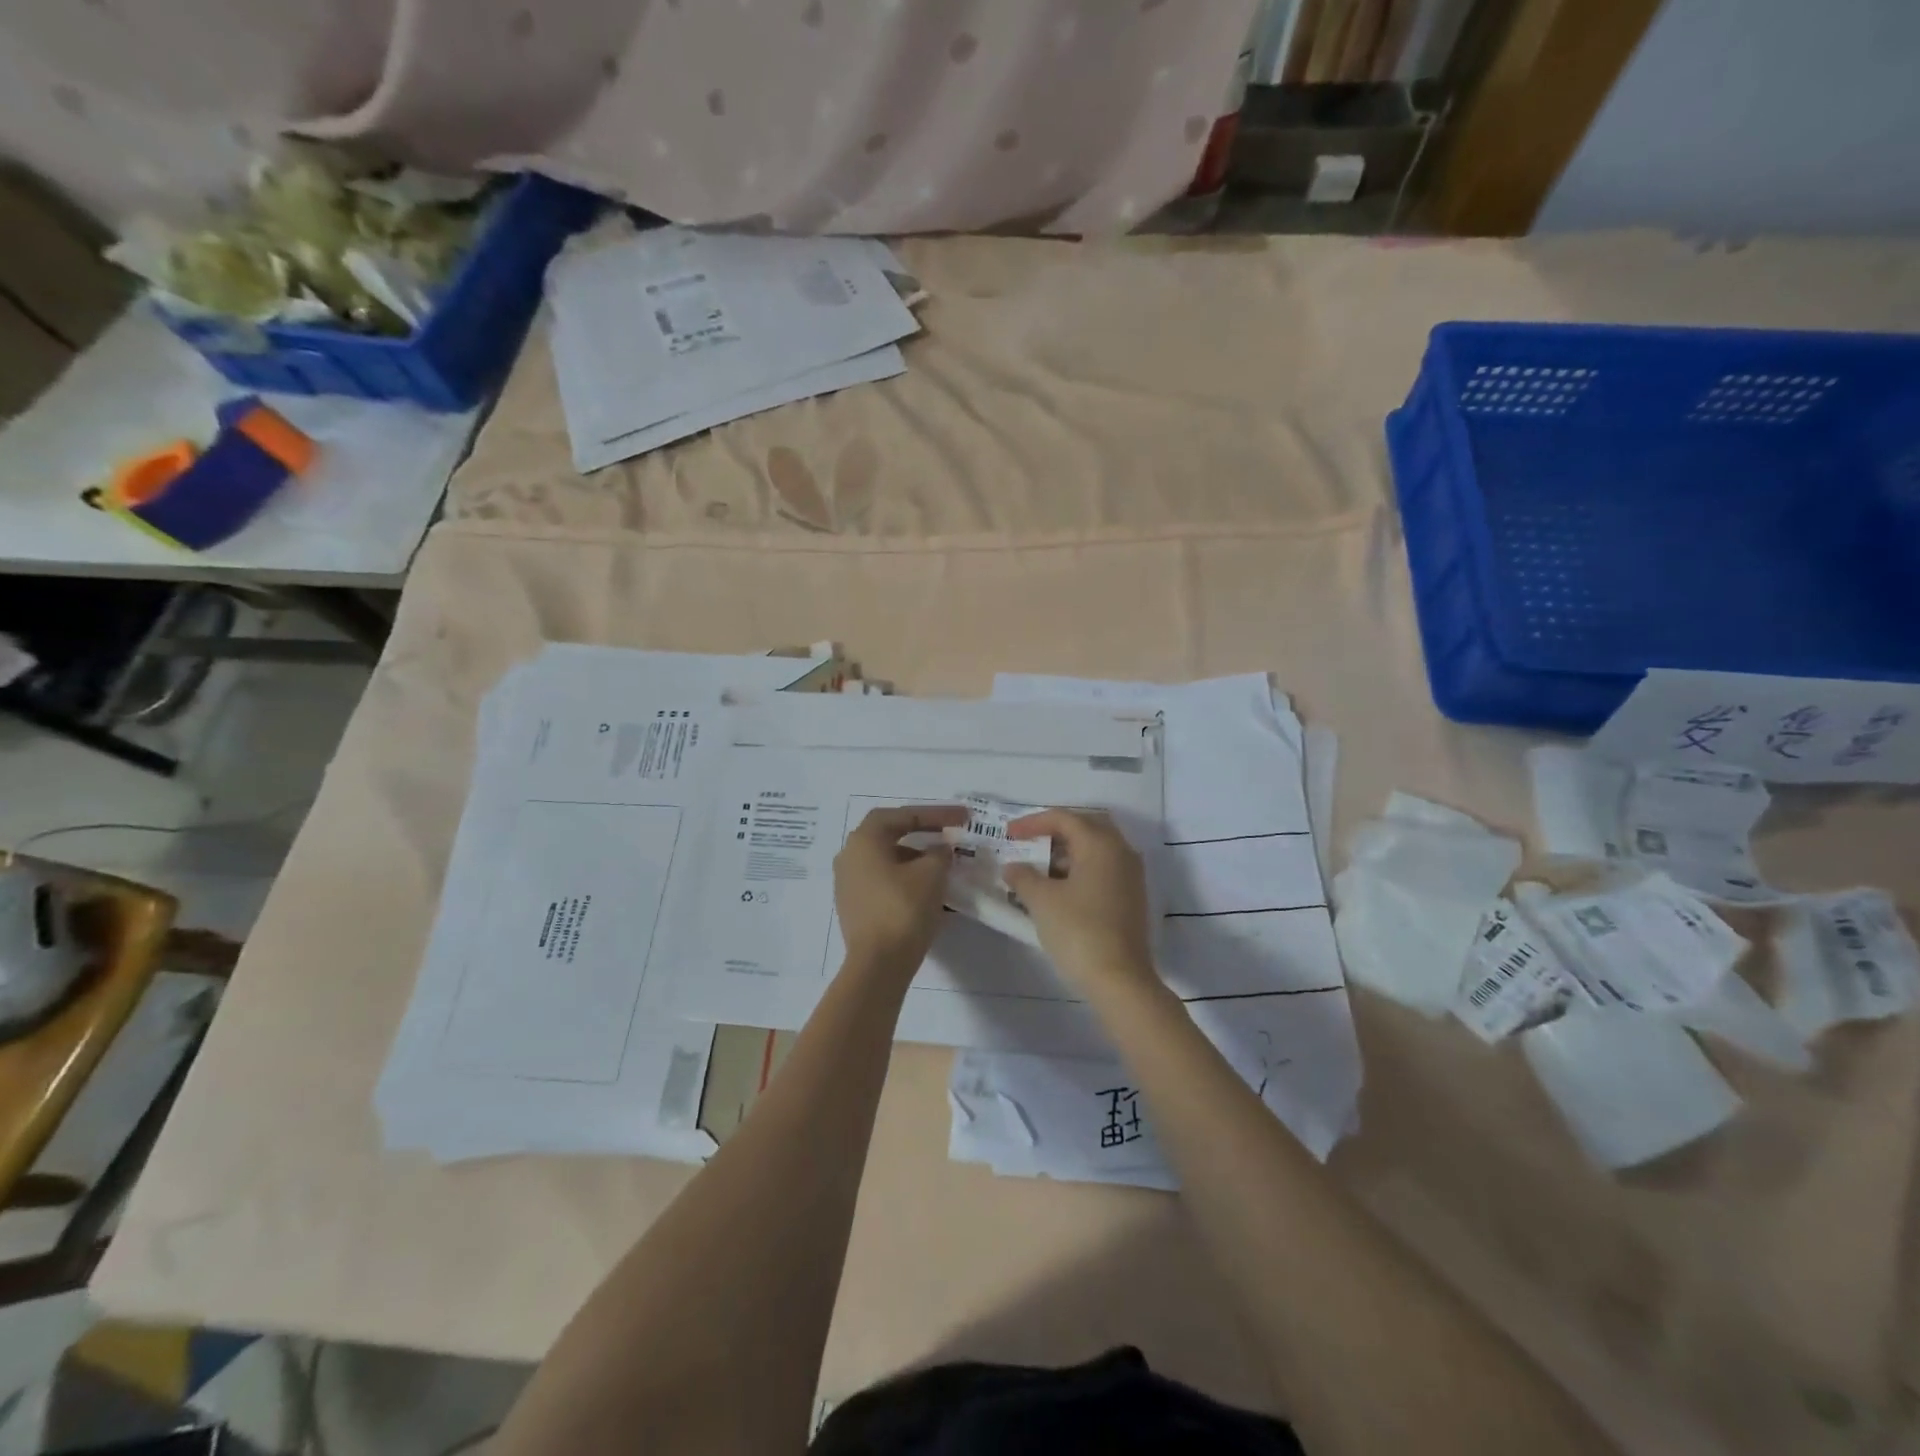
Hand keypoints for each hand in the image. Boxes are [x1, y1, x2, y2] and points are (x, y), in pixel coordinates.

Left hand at [834, 805, 966, 977]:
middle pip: (889, 834)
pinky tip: (928, 890)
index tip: (961, 817)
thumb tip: (939, 850)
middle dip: (922, 832)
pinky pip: (883, 882)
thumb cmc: (903, 909)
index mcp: (864, 841)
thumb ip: (939, 853)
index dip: (934, 813)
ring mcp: (848, 883)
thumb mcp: (932, 874)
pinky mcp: (854, 907)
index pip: (902, 815)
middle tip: (948, 835)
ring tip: (942, 864)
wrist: (878, 964)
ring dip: (915, 858)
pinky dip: (906, 878)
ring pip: (887, 860)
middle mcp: (849, 856)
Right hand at [1004, 810, 1156, 996]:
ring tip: (1039, 868)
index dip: (1033, 822)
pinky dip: (1081, 869)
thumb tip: (1013, 867)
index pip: (1064, 818)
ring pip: (1097, 849)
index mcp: (1100, 844)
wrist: (1119, 979)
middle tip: (1030, 842)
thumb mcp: (1042, 901)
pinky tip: (1060, 889)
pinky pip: (1104, 869)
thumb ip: (1023, 877)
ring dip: (1068, 852)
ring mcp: (1131, 876)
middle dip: (1056, 831)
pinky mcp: (1132, 898)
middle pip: (1086, 827)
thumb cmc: (1078, 931)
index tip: (1009, 834)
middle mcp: (1121, 852)